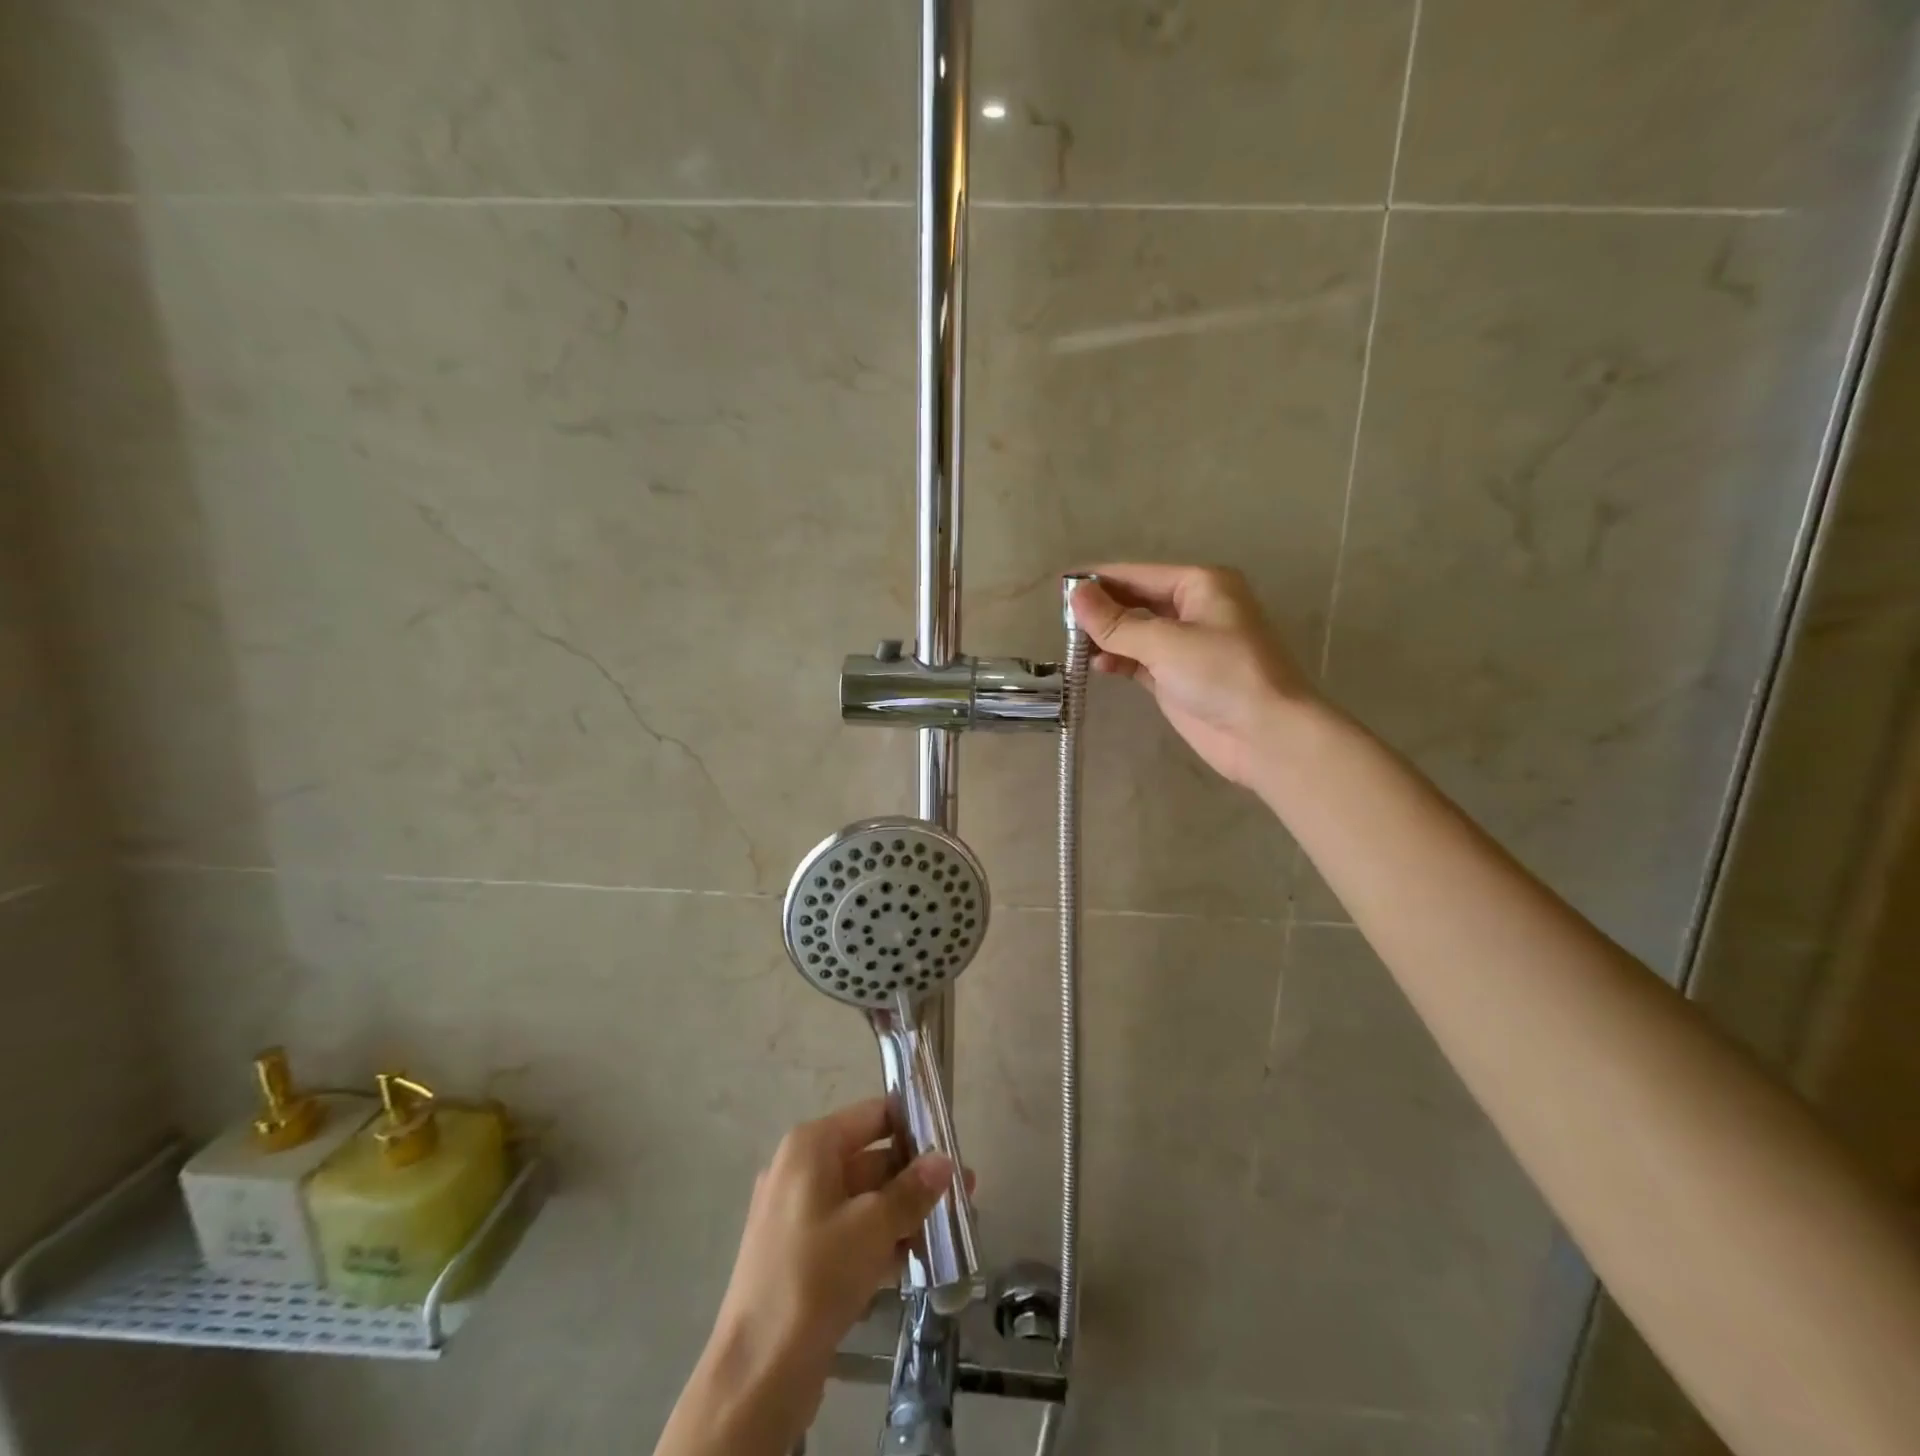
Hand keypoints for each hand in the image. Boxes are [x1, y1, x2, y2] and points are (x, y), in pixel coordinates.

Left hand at [656, 1100, 955, 1455]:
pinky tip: (915, 1260)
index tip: (951, 1144)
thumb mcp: (873, 1226)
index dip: (913, 1125)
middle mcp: (800, 1170)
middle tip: (963, 1192)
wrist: (758, 1372)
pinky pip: (847, 1232)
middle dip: (915, 1177)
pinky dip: (879, 1239)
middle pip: (869, 1159)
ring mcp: (797, 1215)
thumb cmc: (816, 1276)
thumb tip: (945, 1160)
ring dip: (902, 1212)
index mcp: (811, 1146)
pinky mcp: (799, 1256)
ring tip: (949, 1230)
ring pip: (861, 1200)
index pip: (873, 1115)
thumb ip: (912, 1190)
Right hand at [1071, 563, 1317, 789]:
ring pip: (1136, 632)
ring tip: (1073, 647)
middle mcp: (1194, 608)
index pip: (1138, 574)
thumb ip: (1116, 622)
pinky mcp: (1178, 677)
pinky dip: (1119, 661)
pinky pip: (1140, 660)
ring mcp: (1187, 645)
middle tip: (1062, 622)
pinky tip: (1096, 666)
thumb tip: (1075, 594)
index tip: (1059, 587)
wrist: (1266, 735)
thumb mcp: (1164, 643)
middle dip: (1102, 610)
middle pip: (1136, 600)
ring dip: (1107, 638)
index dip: (1100, 580)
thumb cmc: (1221, 675)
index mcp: (1200, 585)